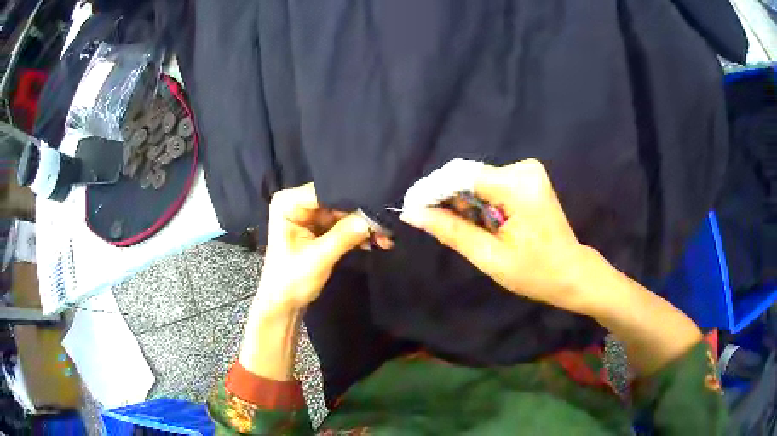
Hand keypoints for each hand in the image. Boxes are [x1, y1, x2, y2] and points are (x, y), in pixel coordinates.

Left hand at [255, 183, 373, 314]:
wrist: (283, 305)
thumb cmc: (291, 281)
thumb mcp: (318, 258)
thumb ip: (344, 236)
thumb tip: (373, 218)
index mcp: (288, 203)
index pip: (325, 191)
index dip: (352, 199)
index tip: (378, 207)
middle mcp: (298, 203)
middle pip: (337, 201)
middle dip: (361, 215)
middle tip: (386, 226)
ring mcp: (309, 215)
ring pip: (344, 213)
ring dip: (364, 226)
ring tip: (386, 237)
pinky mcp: (319, 228)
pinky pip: (343, 224)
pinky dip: (358, 233)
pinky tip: (377, 241)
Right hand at [400, 159, 595, 314]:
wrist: (572, 272)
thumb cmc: (536, 273)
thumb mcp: (490, 258)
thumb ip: (452, 231)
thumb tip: (413, 214)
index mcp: (519, 187)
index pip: (463, 177)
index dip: (433, 190)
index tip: (410, 208)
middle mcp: (524, 169)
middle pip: (469, 175)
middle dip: (445, 197)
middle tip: (426, 220)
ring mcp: (528, 170)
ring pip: (477, 179)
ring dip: (460, 200)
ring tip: (451, 225)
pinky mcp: (527, 177)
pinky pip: (490, 182)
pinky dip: (476, 199)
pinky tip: (473, 219)